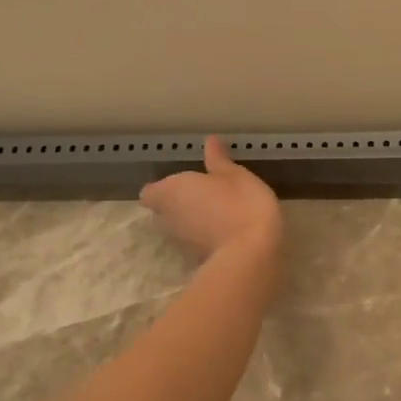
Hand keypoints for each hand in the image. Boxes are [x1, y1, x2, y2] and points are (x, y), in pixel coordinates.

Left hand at [140, 136, 281, 260]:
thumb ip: (218, 160)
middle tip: (203, 196)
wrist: (251, 253)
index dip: (164, 188)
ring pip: (179, 228)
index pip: (150, 192)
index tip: (184, 184)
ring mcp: (180, 242)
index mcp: (169, 191)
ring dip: (192, 222)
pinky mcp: (196, 260)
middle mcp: (166, 217)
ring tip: (217, 214)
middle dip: (177, 205)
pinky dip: (205, 238)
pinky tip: (227, 232)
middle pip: (162, 211)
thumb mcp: (235, 174)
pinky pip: (196, 243)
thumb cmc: (240, 203)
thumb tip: (210, 141)